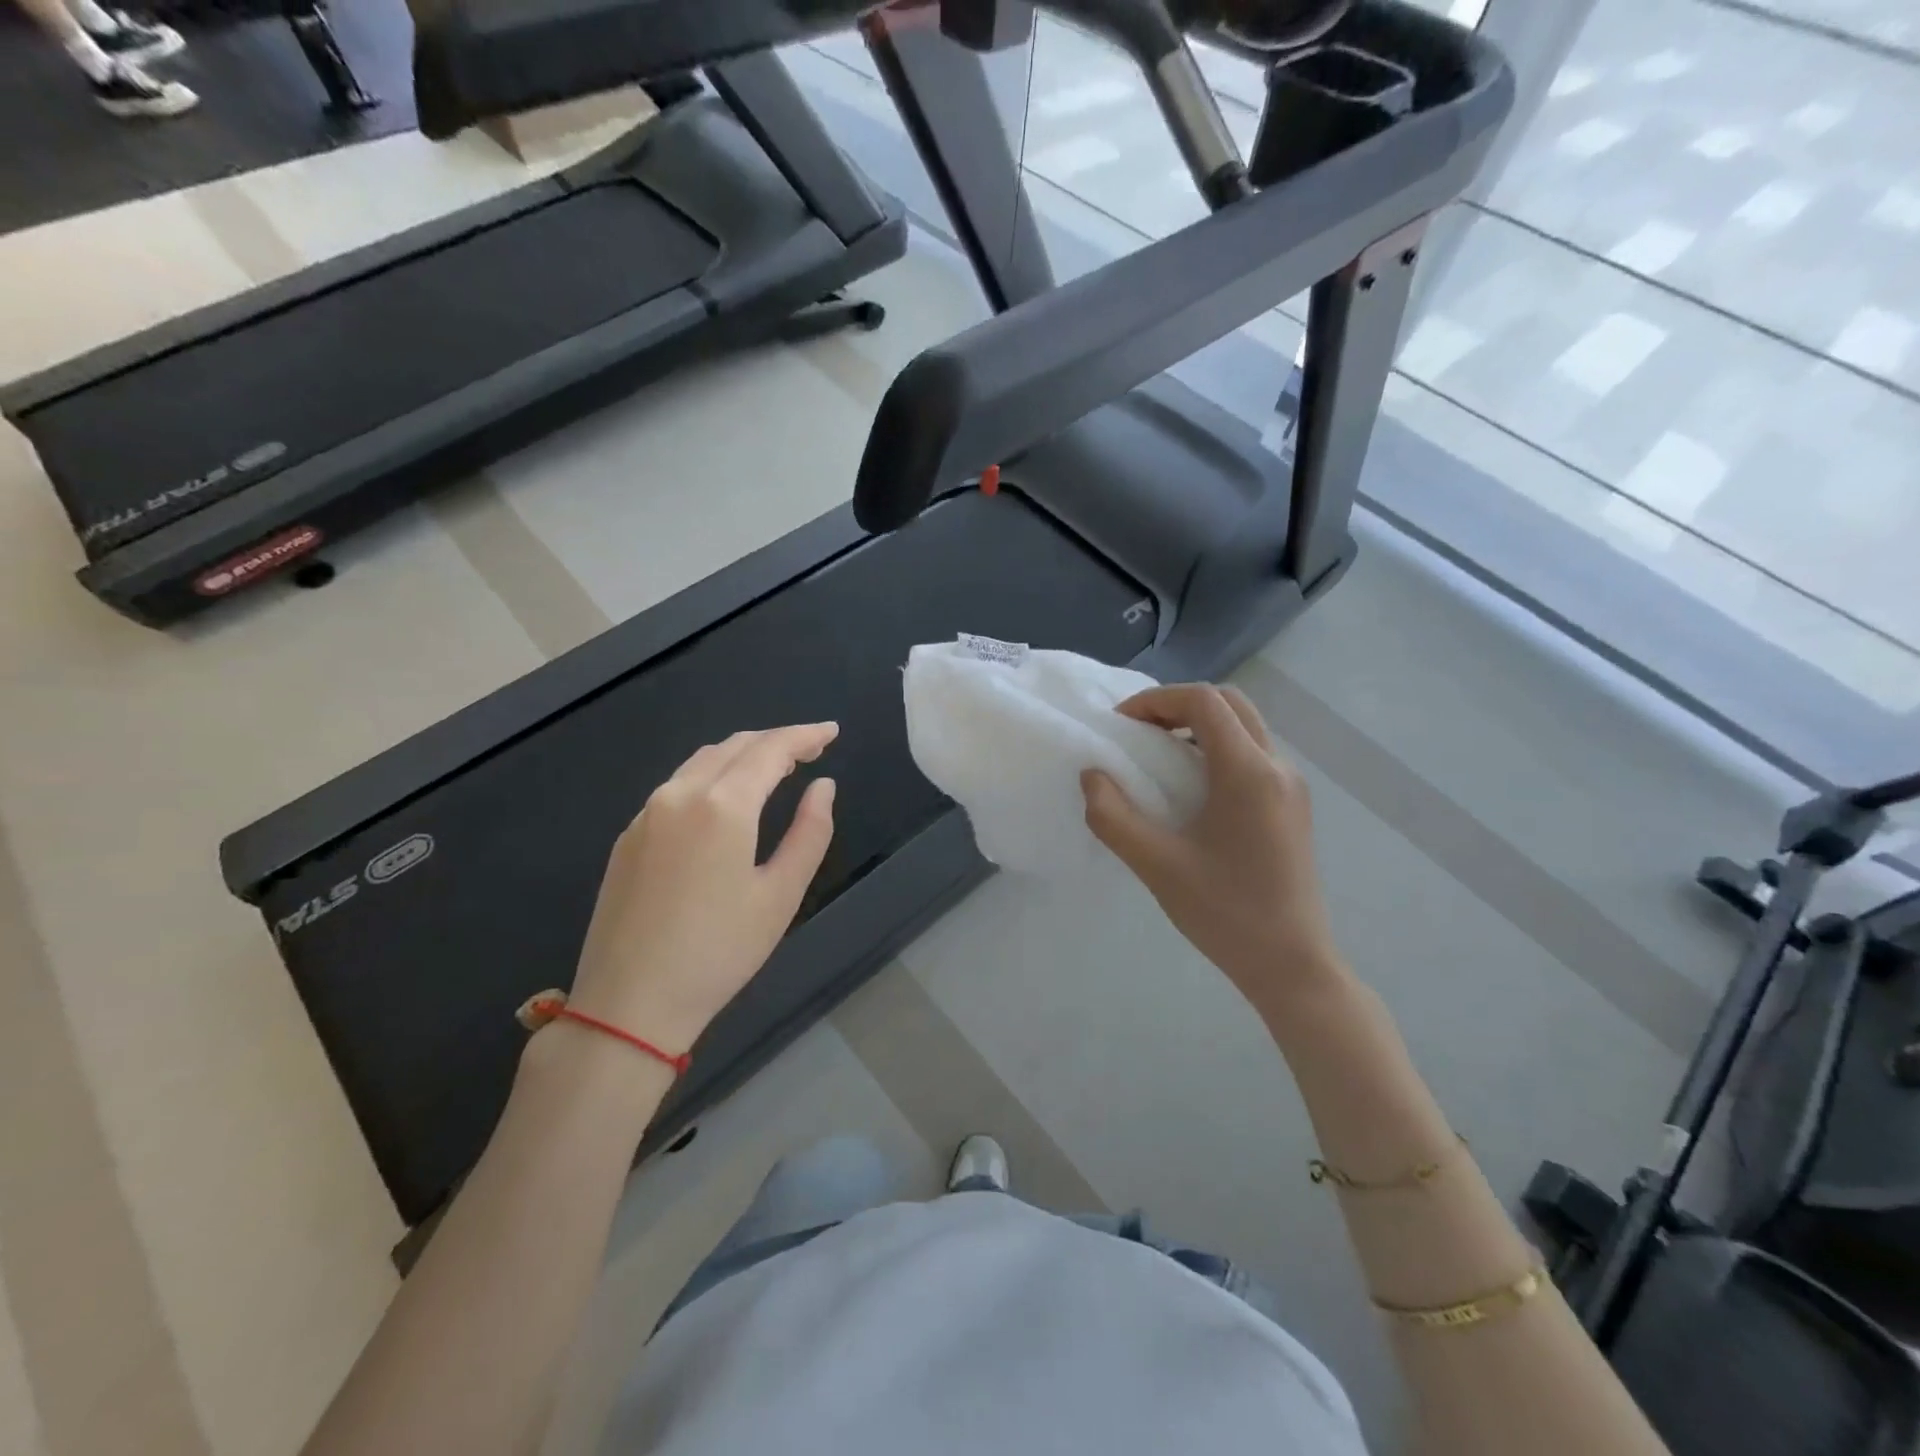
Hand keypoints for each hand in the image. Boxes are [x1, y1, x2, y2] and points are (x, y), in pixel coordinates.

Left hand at [567, 723, 838, 1056]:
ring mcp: (647, 813)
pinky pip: (678, 784)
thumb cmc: (719, 952)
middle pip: (735, 746)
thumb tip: (823, 786)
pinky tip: (728, 796)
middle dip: (777, 740)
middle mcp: (680, 794)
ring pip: (702, 761)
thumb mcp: (781, 895)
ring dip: (743, 753)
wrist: (628, 1004)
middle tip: (812, 748)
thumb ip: (810, 832)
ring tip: (777, 766)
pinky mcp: (629, 836)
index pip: (771, 750)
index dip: (805, 735)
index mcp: (722, 806)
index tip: (832, 731)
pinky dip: (713, 774)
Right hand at [1081, 684, 1343, 1018]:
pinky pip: (1253, 754)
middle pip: (1230, 703)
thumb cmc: (1224, 913)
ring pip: (1245, 726)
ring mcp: (1291, 787)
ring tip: (1158, 757)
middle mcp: (1278, 768)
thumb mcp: (1156, 866)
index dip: (1156, 700)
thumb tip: (1091, 777)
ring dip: (1199, 726)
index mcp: (1249, 773)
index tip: (1121, 725)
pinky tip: (1190, 788)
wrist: (1291, 965)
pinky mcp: (1293, 806)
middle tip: (1138, 732)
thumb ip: (1113, 817)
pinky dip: (1216, 749)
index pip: (1204, 701)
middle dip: (1178, 705)